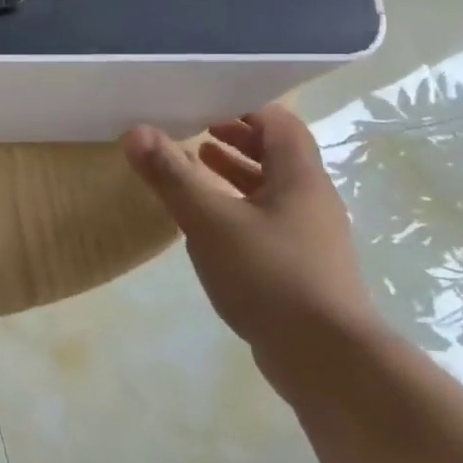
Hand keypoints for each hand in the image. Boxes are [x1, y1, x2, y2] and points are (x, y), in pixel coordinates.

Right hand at [123, 104, 380, 370]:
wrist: (327, 359)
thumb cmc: (270, 276)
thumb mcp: (210, 221)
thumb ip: (172, 175)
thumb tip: (136, 131)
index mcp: (300, 179)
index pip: (279, 124)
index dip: (244, 109)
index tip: (203, 103)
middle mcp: (311, 201)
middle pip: (277, 155)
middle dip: (236, 139)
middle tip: (193, 130)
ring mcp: (310, 237)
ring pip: (271, 190)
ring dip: (235, 174)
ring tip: (196, 167)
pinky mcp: (301, 268)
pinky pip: (268, 221)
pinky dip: (238, 208)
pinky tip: (209, 223)